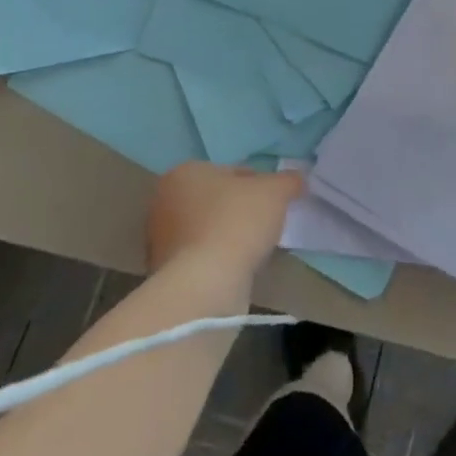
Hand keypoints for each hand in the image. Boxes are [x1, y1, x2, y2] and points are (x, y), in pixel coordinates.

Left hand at [145, 162, 302, 278]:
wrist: (206, 284)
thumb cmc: (237, 222)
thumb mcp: (275, 192)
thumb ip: (288, 180)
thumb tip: (297, 179)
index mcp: (184, 172)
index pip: (230, 171)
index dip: (258, 184)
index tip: (274, 201)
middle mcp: (163, 201)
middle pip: (215, 200)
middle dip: (238, 209)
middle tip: (264, 223)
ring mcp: (158, 239)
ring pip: (206, 229)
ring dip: (228, 235)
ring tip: (253, 249)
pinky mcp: (163, 272)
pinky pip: (200, 256)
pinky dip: (217, 258)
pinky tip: (236, 267)